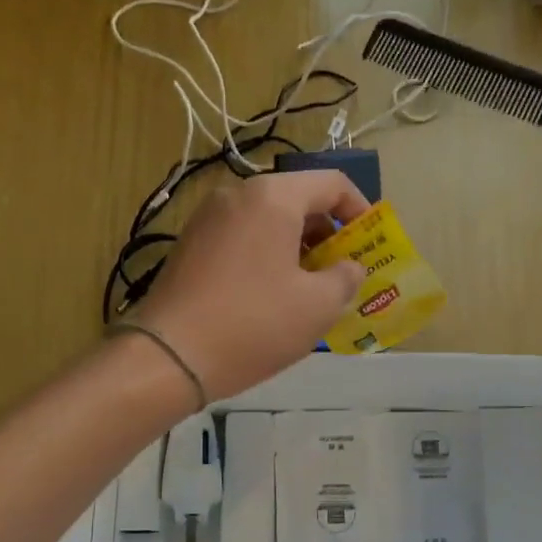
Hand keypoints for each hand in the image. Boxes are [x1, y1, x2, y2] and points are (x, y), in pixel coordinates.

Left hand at [132, 171, 367, 398]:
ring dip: (297, 248)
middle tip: (343, 272)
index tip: (371, 243)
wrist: (170, 357)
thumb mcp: (317, 305)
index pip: (331, 183)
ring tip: (311, 289)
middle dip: (328, 234)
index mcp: (272, 197)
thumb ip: (345, 277)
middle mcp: (236, 195)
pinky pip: (242, 239)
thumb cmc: (254, 324)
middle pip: (297, 200)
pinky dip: (267, 256)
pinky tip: (272, 296)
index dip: (361, 210)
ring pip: (268, 221)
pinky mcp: (189, 245)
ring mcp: (207, 219)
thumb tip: (349, 266)